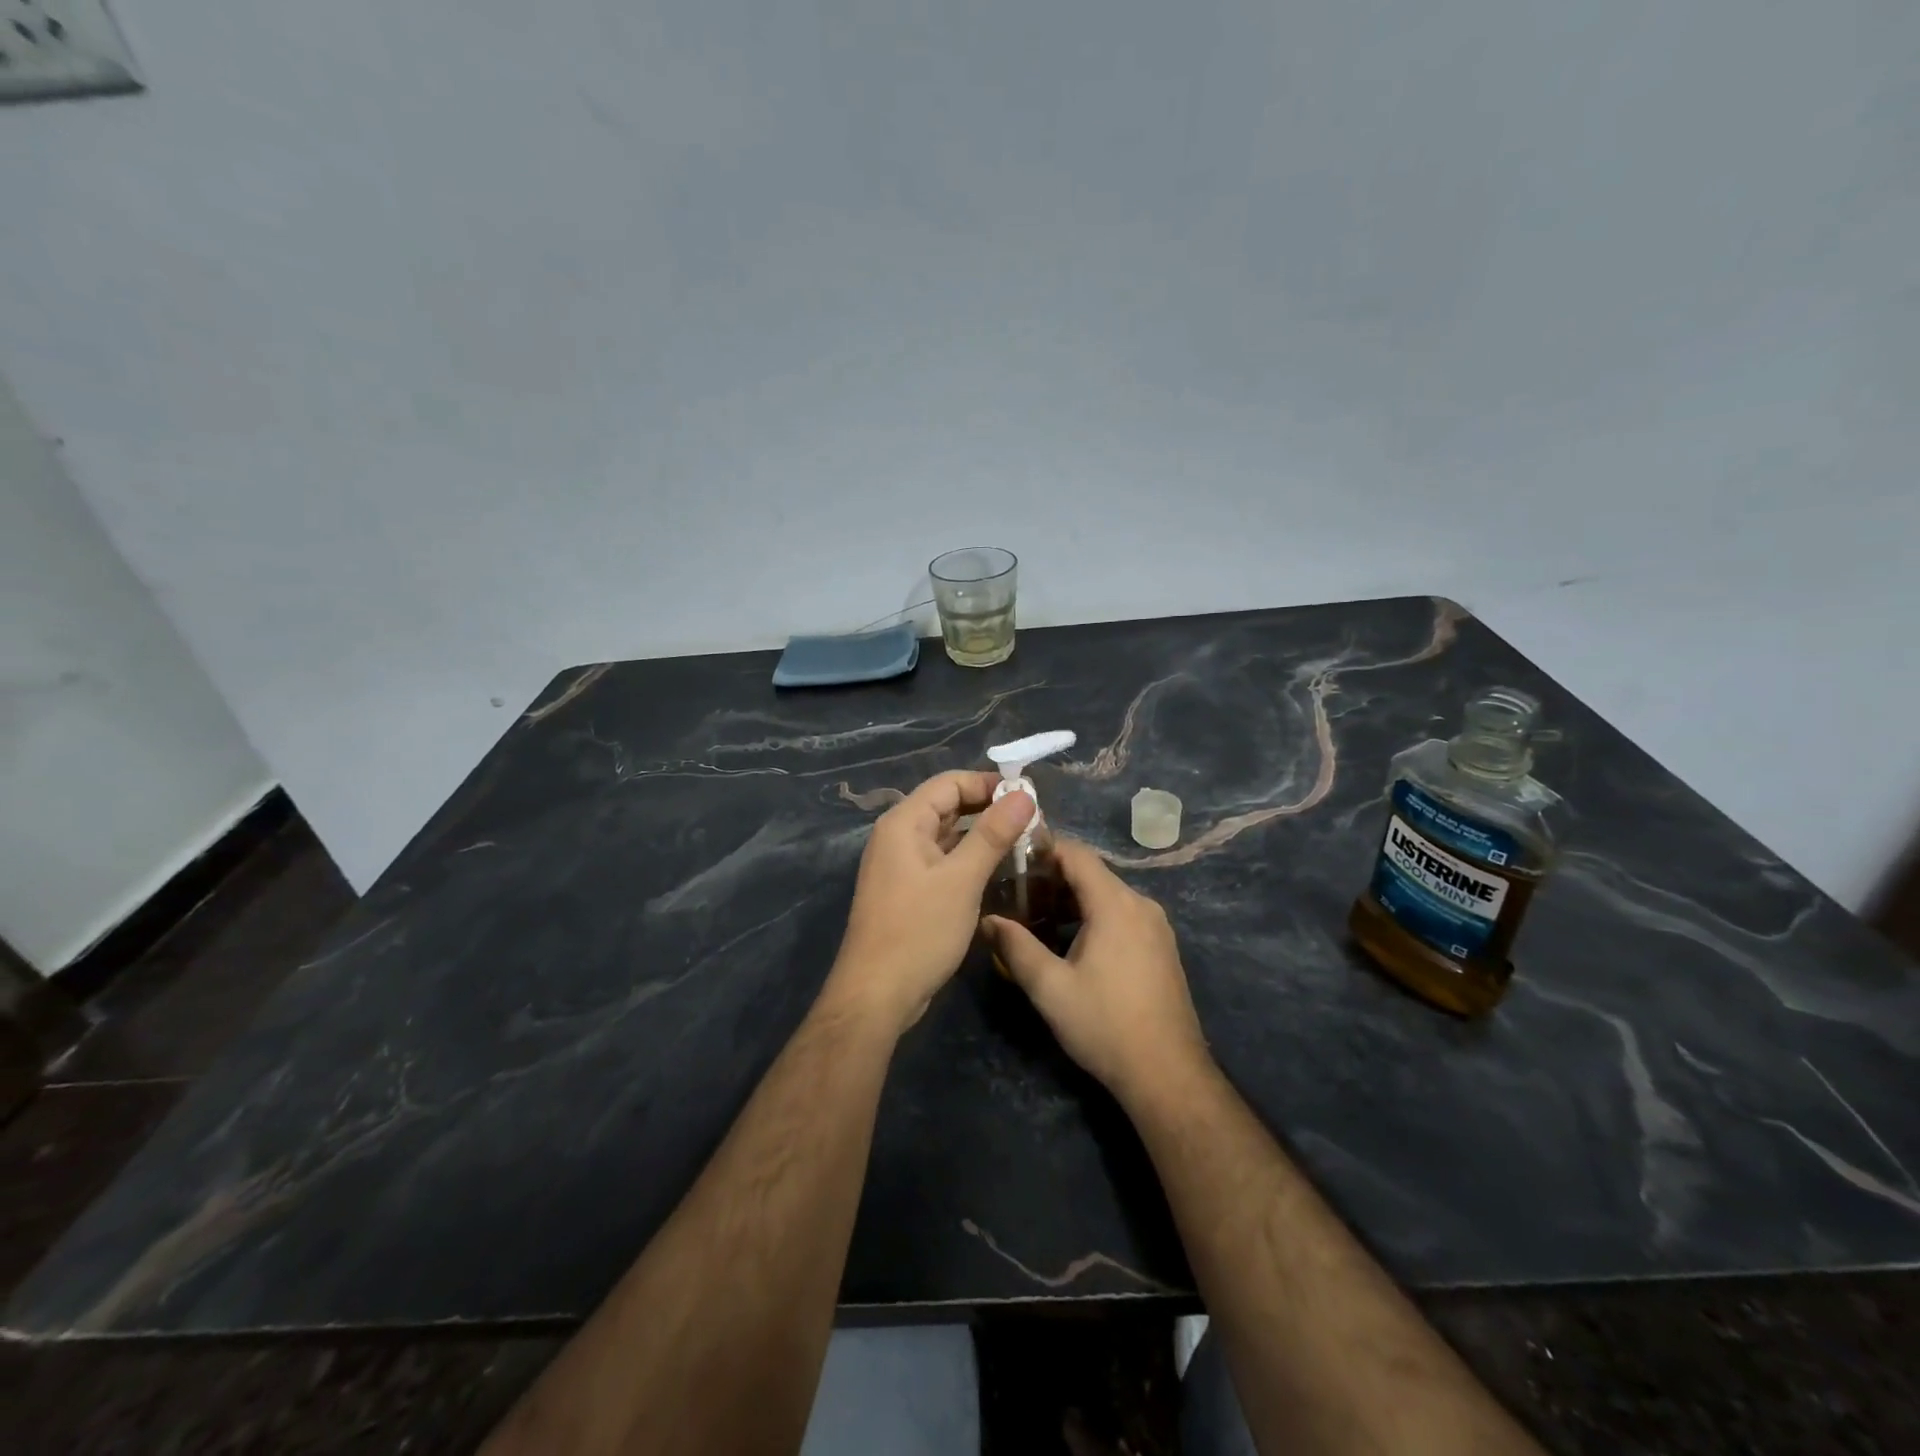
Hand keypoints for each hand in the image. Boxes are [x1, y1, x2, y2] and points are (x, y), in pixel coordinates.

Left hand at [827, 770, 1035, 1035]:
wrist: (876, 995)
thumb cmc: (918, 931)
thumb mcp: (961, 880)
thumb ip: (992, 834)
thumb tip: (1024, 795)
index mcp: (903, 823)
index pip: (949, 783)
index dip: (989, 784)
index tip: (1029, 797)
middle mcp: (898, 836)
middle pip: (948, 807)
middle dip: (989, 810)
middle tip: (1033, 823)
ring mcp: (900, 865)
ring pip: (947, 836)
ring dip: (982, 836)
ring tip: (1024, 843)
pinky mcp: (907, 890)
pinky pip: (942, 861)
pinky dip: (968, 860)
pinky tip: (998, 871)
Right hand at [981, 840, 1209, 1099]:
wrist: (1167, 1074)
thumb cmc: (1104, 1025)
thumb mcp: (1049, 988)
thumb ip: (1016, 947)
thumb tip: (989, 920)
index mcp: (1115, 904)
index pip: (1076, 854)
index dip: (1043, 849)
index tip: (1011, 860)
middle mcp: (1140, 904)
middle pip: (1092, 873)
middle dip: (1052, 878)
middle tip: (1015, 895)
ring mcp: (1156, 926)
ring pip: (1107, 895)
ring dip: (1072, 900)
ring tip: (1036, 919)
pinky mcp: (1161, 947)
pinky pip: (1122, 914)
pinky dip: (1093, 916)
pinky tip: (1070, 942)